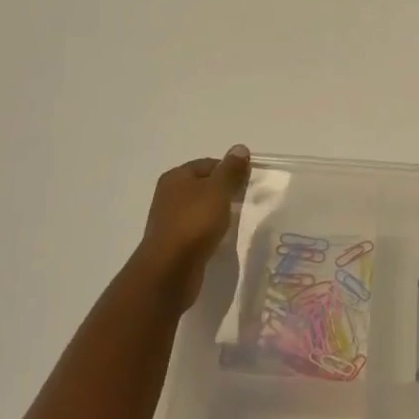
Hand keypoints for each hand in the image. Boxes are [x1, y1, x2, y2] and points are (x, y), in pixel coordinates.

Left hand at [134, 146, 251, 311]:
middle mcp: (169, 195)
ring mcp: (170, 220)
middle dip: (225, 192)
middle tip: (246, 201)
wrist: (170, 270)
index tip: (248, 183)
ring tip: (237, 221)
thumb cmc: (194, 222)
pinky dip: (210, 231)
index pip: (209, 164)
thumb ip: (231, 169)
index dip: (230, 170)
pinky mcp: (174, 243)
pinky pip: (197, 230)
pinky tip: (222, 239)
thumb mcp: (218, 190)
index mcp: (176, 177)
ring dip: (218, 213)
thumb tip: (240, 148)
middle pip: (204, 186)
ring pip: (201, 209)